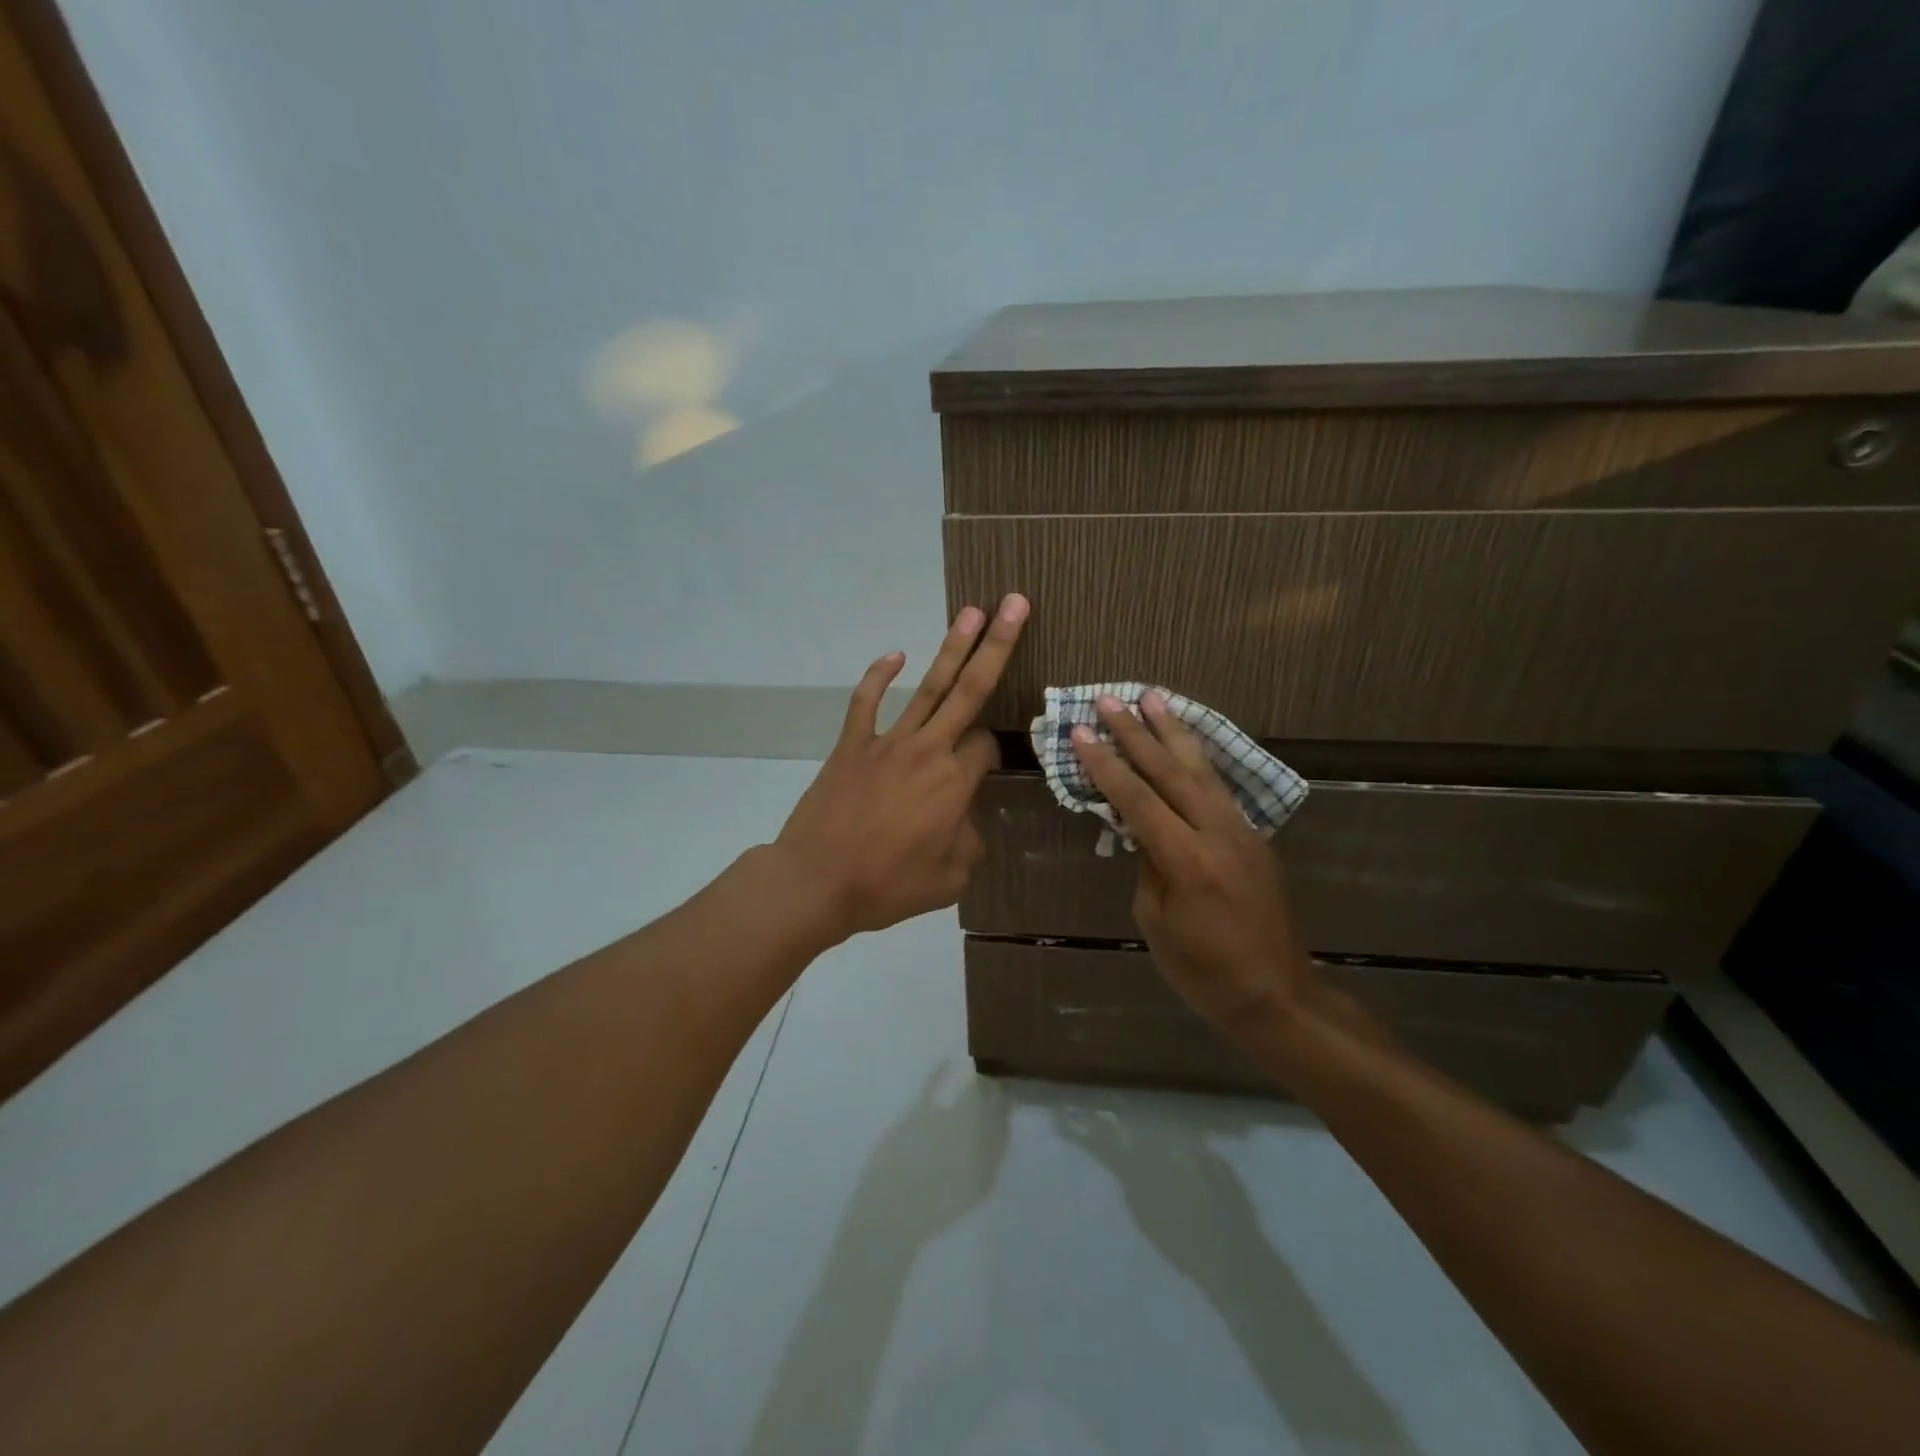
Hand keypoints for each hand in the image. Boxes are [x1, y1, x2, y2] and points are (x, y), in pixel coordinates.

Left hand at [772, 594, 1027, 939]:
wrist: (816, 882)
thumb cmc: (886, 885)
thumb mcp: (949, 880)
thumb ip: (969, 844)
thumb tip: (964, 822)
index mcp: (954, 784)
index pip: (987, 746)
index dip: (993, 753)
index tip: (984, 773)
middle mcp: (927, 751)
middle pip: (970, 690)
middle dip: (998, 645)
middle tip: (1016, 604)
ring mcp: (886, 742)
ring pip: (927, 688)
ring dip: (952, 648)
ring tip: (974, 612)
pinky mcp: (852, 745)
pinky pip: (866, 703)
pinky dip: (879, 677)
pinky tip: (894, 655)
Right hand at [1069, 693, 1369, 1044]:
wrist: (1276, 994)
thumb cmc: (1204, 971)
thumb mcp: (1157, 922)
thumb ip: (1149, 865)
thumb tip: (1143, 830)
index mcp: (1188, 860)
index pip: (1137, 800)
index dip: (1106, 765)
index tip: (1081, 732)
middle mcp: (1218, 834)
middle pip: (1170, 772)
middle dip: (1136, 733)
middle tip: (1110, 700)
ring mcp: (1241, 831)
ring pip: (1201, 769)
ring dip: (1173, 731)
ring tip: (1153, 697)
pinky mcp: (1253, 837)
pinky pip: (1218, 787)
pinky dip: (1197, 758)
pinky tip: (1185, 742)